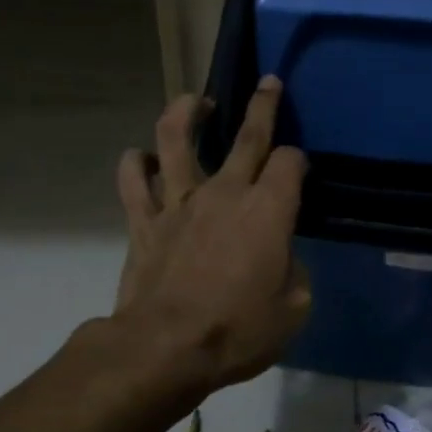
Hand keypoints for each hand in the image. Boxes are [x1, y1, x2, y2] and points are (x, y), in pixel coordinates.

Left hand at [110, 77, 310, 397]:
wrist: (166, 347)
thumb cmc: (238, 331)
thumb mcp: (293, 309)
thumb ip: (293, 271)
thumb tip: (280, 256)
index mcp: (268, 210)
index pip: (290, 163)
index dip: (298, 162)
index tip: (298, 171)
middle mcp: (224, 192)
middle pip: (247, 134)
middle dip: (263, 105)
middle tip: (268, 83)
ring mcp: (178, 201)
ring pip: (177, 137)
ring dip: (186, 111)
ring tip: (195, 102)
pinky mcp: (144, 220)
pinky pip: (133, 179)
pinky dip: (135, 163)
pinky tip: (142, 158)